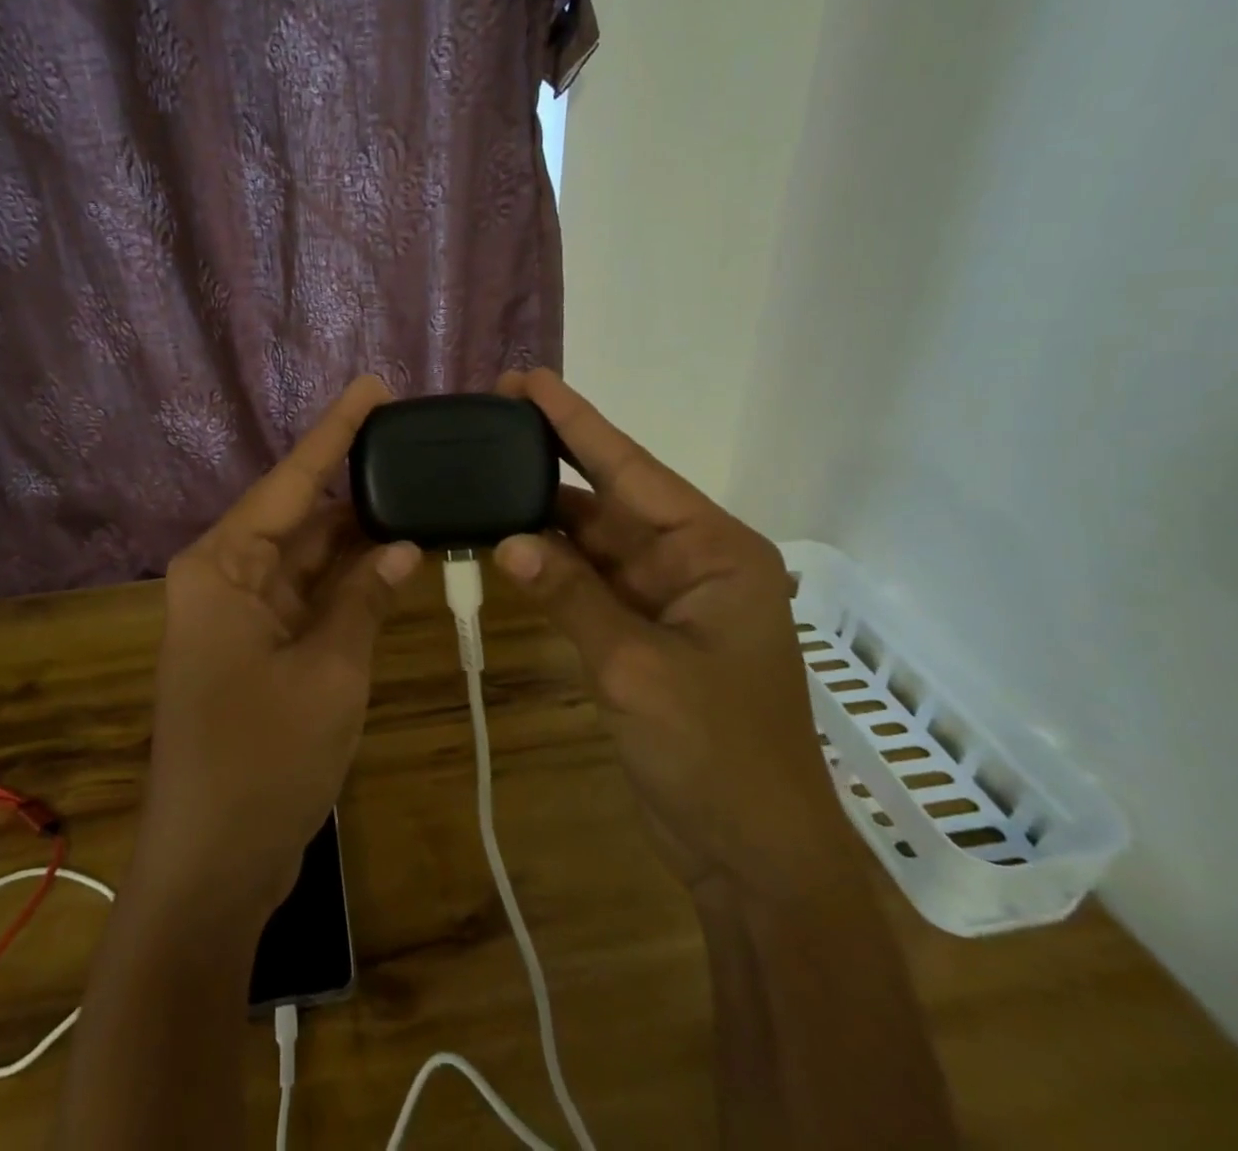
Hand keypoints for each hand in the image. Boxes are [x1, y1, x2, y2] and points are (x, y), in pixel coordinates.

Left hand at [130, 376, 420, 919]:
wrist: (213, 865)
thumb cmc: (262, 760)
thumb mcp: (330, 672)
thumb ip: (365, 599)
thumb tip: (403, 544)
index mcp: (222, 566)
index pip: (291, 481)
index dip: (336, 432)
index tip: (374, 388)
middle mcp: (224, 576)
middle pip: (299, 515)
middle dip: (356, 487)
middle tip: (415, 449)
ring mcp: (240, 613)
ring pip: (307, 557)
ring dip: (358, 538)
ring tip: (419, 496)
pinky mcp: (256, 646)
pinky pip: (307, 595)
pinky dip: (348, 582)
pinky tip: (395, 559)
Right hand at [491, 370, 853, 899]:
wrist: (755, 856)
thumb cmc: (717, 755)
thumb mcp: (637, 669)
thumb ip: (573, 597)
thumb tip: (506, 540)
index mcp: (714, 550)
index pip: (631, 469)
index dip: (575, 422)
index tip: (526, 381)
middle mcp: (692, 561)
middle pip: (610, 497)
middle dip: (551, 462)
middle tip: (489, 421)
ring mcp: (666, 598)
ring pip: (594, 541)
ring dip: (542, 518)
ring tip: (481, 477)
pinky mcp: (643, 633)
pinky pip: (589, 583)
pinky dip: (551, 566)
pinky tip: (506, 543)